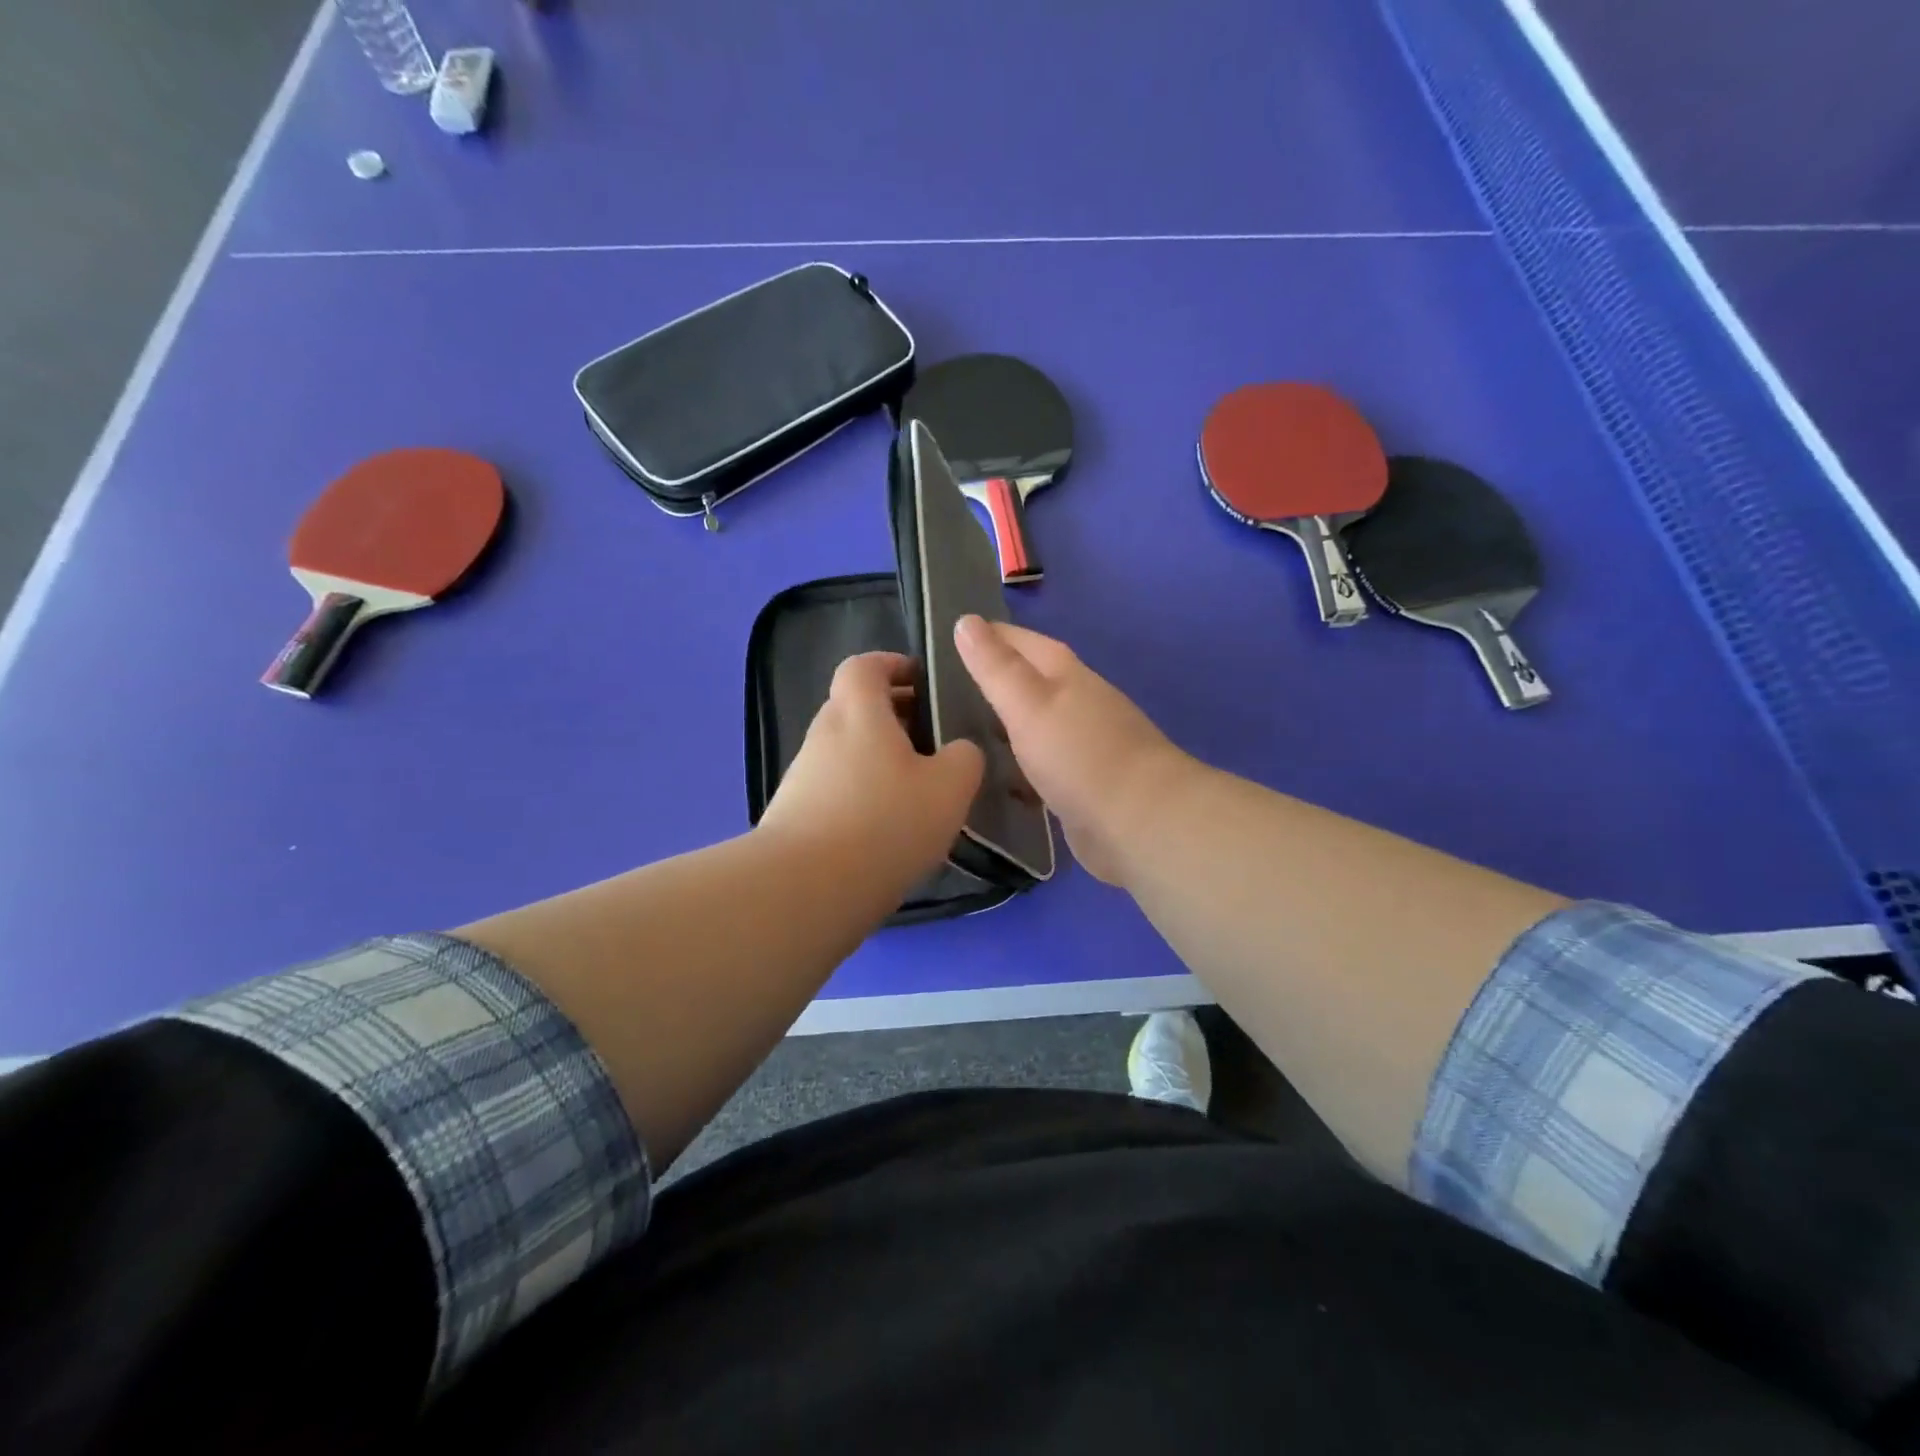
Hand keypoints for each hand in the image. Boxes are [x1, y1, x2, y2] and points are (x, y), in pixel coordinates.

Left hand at [759, 652, 983, 888]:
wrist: (807, 888)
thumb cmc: (885, 821)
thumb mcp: (949, 787)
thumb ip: (964, 758)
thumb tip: (958, 751)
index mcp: (858, 712)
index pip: (864, 665)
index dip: (892, 665)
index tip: (921, 681)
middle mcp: (823, 735)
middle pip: (855, 709)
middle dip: (893, 717)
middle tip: (932, 742)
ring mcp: (803, 777)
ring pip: (847, 752)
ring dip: (879, 761)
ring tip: (917, 793)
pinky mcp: (794, 816)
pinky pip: (836, 790)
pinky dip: (862, 796)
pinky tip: (888, 830)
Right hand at [954, 617, 1194, 883]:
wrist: (1140, 822)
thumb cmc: (1079, 756)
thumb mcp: (1028, 704)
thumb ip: (996, 667)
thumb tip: (966, 620)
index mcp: (1068, 675)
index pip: (1023, 642)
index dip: (991, 636)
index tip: (954, 635)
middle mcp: (1080, 702)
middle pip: (1034, 681)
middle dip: (997, 681)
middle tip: (948, 688)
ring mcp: (1087, 744)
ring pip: (1038, 724)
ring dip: (1009, 725)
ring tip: (964, 732)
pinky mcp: (1086, 784)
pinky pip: (1044, 765)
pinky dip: (1022, 765)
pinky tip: (999, 778)